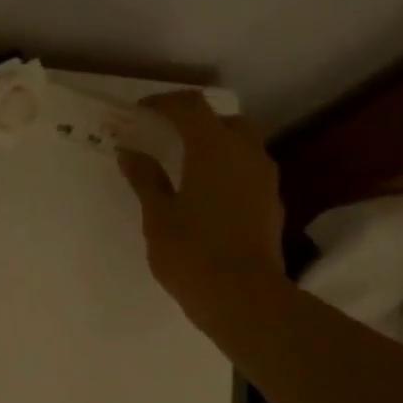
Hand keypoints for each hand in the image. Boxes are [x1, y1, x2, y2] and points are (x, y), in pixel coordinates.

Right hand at [118, 92, 285, 322]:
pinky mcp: (271, 203)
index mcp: (214, 148)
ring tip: (185, 169)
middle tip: (165, 139)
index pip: (189, 107)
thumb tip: (130, 152)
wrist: (243, 298)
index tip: (139, 113)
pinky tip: (207, 197)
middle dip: (193, 123)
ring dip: (213, 147)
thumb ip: (145, 179)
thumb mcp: (158, 216)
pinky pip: (247, 172)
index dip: (163, 104)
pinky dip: (226, 171)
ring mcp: (264, 179)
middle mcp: (246, 153)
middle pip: (221, 121)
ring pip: (240, 145)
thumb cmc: (192, 253)